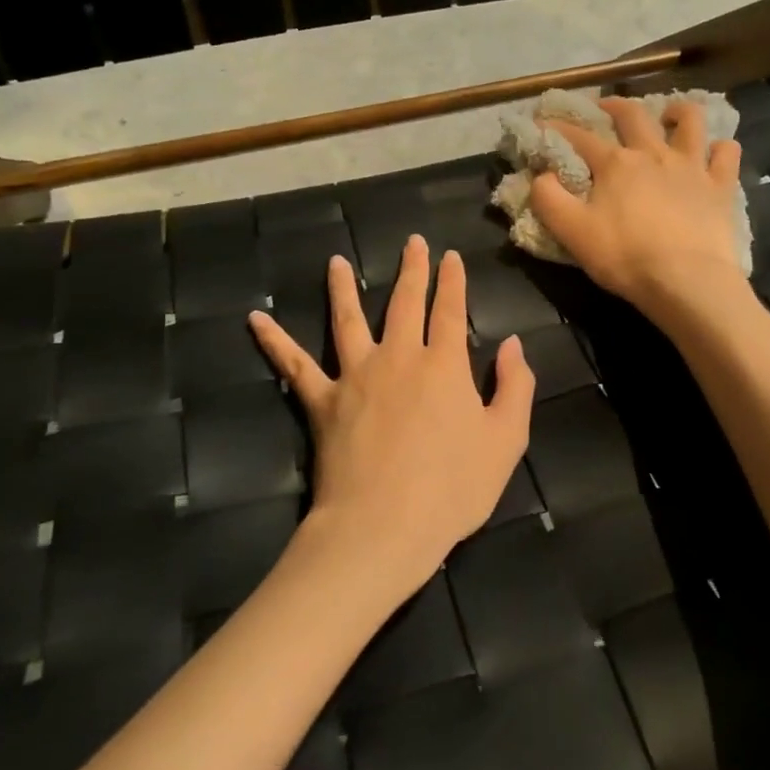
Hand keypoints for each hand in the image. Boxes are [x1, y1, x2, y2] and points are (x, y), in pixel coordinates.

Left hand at [248, 236, 535, 598]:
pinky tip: (255, 319)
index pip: (451, 310)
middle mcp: (399, 358)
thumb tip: (513, 344)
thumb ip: (514, 387)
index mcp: (444, 365)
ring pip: (348, 320)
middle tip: (412, 243)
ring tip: (337, 262)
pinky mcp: (322, 402)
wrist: (383, 526)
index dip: (453, 281)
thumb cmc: (453, 489)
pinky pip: (294, 366)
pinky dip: (274, 341)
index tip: (451, 256)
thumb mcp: (506, 440)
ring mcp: (355, 376)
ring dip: (343, 288)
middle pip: (404, 304)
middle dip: (412, 270)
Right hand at [532, 97, 747, 326]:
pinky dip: (721, 148)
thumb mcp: (573, 233)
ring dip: (677, 112)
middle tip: (605, 107)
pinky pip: (727, 154)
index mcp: (615, 164)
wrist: (687, 281)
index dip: (557, 127)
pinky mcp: (721, 186)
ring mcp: (692, 166)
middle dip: (614, 106)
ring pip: (689, 121)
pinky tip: (714, 153)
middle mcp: (653, 154)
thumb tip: (541, 176)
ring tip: (670, 115)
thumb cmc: (626, 257)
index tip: (542, 122)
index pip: (580, 137)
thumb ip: (549, 200)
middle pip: (633, 116)